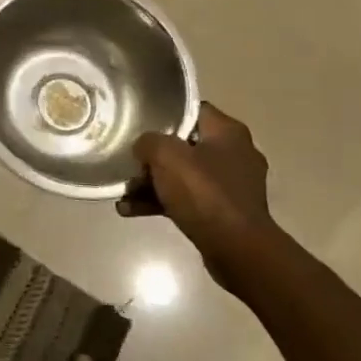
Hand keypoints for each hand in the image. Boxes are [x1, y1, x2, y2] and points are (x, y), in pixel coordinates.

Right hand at [125, 103, 281, 286]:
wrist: (237, 250)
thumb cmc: (204, 193)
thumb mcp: (166, 155)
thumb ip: (148, 142)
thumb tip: (144, 147)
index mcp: (228, 132)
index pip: (194, 110)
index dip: (166, 113)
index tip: (140, 120)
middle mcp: (235, 154)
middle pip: (185, 144)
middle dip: (154, 155)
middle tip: (129, 159)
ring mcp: (232, 186)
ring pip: (184, 175)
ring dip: (153, 183)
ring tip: (123, 191)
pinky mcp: (225, 213)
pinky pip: (187, 200)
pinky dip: (162, 203)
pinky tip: (131, 210)